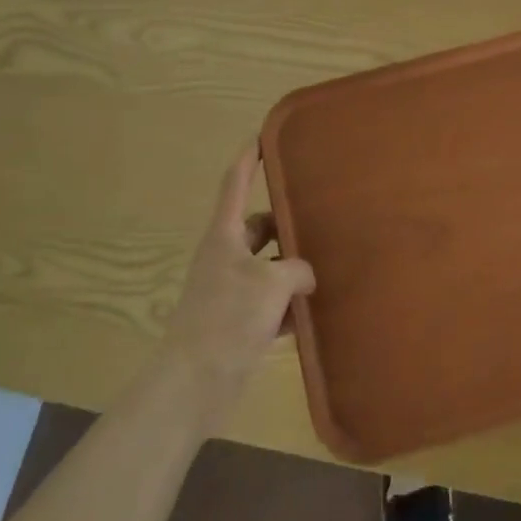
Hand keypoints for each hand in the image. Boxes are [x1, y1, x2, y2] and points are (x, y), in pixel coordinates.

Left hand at [157, 144, 314, 412]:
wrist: (192, 385)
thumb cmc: (227, 319)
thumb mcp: (272, 284)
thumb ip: (296, 269)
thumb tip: (304, 275)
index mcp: (225, 236)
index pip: (235, 183)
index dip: (249, 158)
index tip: (264, 136)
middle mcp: (225, 256)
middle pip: (259, 227)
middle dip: (286, 223)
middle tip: (321, 217)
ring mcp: (230, 290)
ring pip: (267, 265)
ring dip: (291, 267)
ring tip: (328, 264)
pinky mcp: (237, 321)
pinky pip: (269, 300)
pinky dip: (288, 304)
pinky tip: (314, 311)